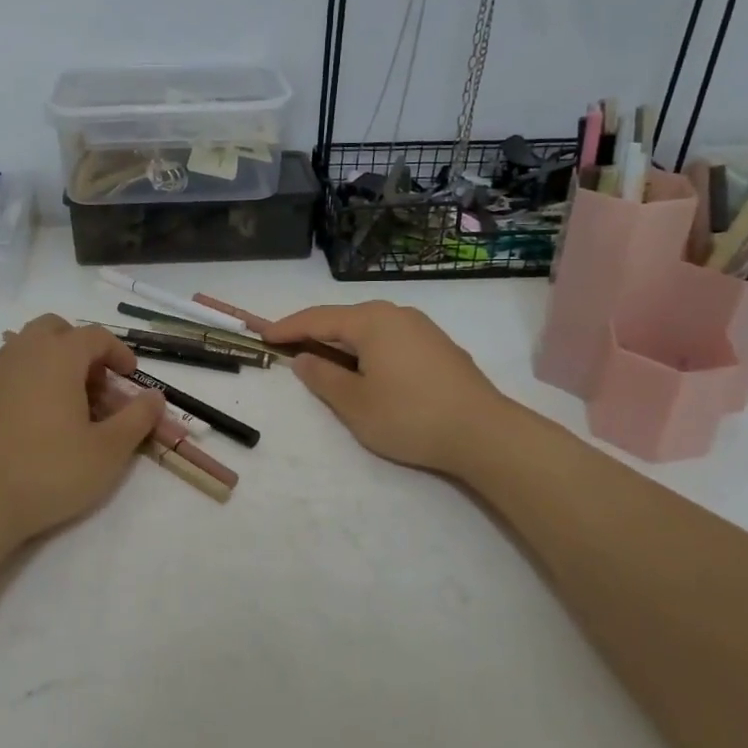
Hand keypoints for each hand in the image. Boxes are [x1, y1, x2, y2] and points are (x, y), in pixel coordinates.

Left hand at [0, 316, 165, 559]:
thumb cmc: (48, 471)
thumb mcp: (108, 451)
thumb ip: (137, 418)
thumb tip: (155, 397)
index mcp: (57, 356)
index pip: (95, 335)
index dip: (118, 353)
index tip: (131, 378)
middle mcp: (22, 353)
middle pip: (55, 329)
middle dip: (81, 348)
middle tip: (97, 384)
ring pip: (28, 348)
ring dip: (54, 364)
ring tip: (70, 405)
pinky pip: (9, 373)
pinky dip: (30, 381)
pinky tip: (37, 422)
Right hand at [261, 301, 515, 476]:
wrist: (484, 433)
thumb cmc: (410, 416)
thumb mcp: (355, 404)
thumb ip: (323, 378)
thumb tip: (304, 359)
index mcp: (371, 321)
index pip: (318, 319)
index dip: (288, 328)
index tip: (264, 336)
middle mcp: (397, 314)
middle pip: (344, 319)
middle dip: (315, 333)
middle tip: (290, 349)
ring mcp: (422, 328)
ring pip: (370, 329)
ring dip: (343, 344)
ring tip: (325, 362)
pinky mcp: (439, 347)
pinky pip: (390, 340)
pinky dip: (369, 350)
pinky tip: (367, 370)